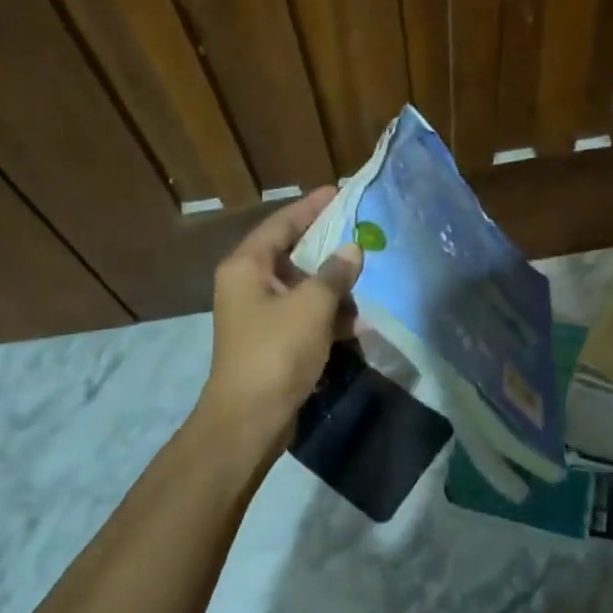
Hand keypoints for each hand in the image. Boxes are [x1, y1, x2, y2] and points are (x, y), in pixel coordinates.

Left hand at [196, 186, 361, 454]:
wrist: (250, 419)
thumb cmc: (276, 352)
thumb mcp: (311, 306)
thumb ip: (334, 274)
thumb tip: (352, 249)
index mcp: (246, 267)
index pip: (281, 224)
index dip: (310, 207)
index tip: (339, 192)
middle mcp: (247, 284)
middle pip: (291, 254)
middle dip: (328, 249)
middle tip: (361, 234)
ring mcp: (258, 315)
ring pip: (301, 288)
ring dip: (332, 287)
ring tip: (366, 281)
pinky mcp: (272, 341)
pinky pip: (303, 316)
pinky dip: (327, 316)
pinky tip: (356, 323)